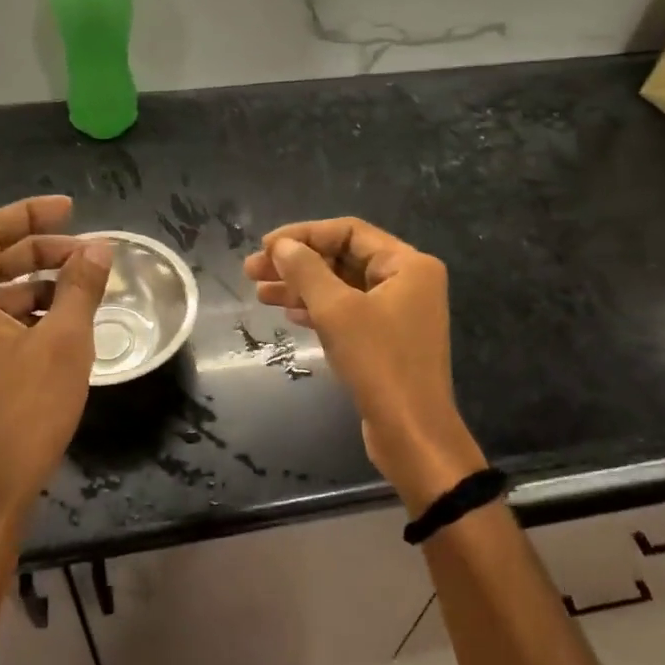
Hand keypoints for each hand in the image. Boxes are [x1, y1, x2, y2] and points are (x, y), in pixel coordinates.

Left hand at [0, 196, 112, 524]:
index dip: (29, 214)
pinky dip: (28, 315)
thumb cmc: (24, 414)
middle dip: (41, 251)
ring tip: (84, 290)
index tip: (71, 209)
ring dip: (38, 284)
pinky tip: (63, 325)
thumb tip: (99, 247)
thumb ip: (79, 288)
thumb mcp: (64, 344)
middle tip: (89, 255)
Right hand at [243, 218, 484, 514]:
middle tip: (252, 271)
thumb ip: (306, 271)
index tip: (265, 247)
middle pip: (343, 258)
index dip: (304, 234)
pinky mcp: (387, 340)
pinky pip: (348, 312)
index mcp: (408, 264)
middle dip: (298, 263)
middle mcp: (408, 281)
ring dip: (301, 287)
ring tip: (259, 293)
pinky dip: (318, 310)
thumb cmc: (379, 363)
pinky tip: (289, 314)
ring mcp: (399, 312)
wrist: (412, 433)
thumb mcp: (336, 310)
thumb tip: (282, 246)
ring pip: (342, 287)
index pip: (349, 231)